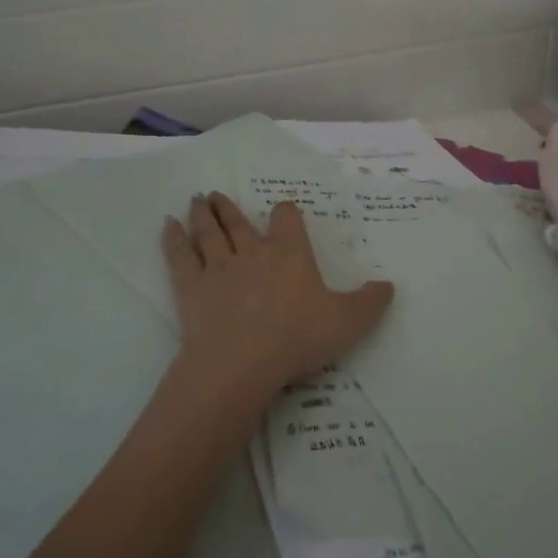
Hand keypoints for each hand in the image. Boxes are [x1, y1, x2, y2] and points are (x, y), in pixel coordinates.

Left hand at [160, 193, 394, 409]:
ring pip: (209, 233)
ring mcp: (219, 267)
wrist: (242, 362)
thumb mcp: (348, 322)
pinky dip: (173, 239)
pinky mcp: (191, 287)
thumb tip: (389, 285)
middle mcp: (253, 252)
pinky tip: (167, 225)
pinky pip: (180, 256)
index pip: (287, 218)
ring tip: (197, 200)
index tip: (283, 212)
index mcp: (290, 254)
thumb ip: (370, 302)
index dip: (285, 212)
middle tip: (215, 195)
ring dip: (202, 215)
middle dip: (229, 208)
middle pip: (238, 221)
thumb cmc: (298, 338)